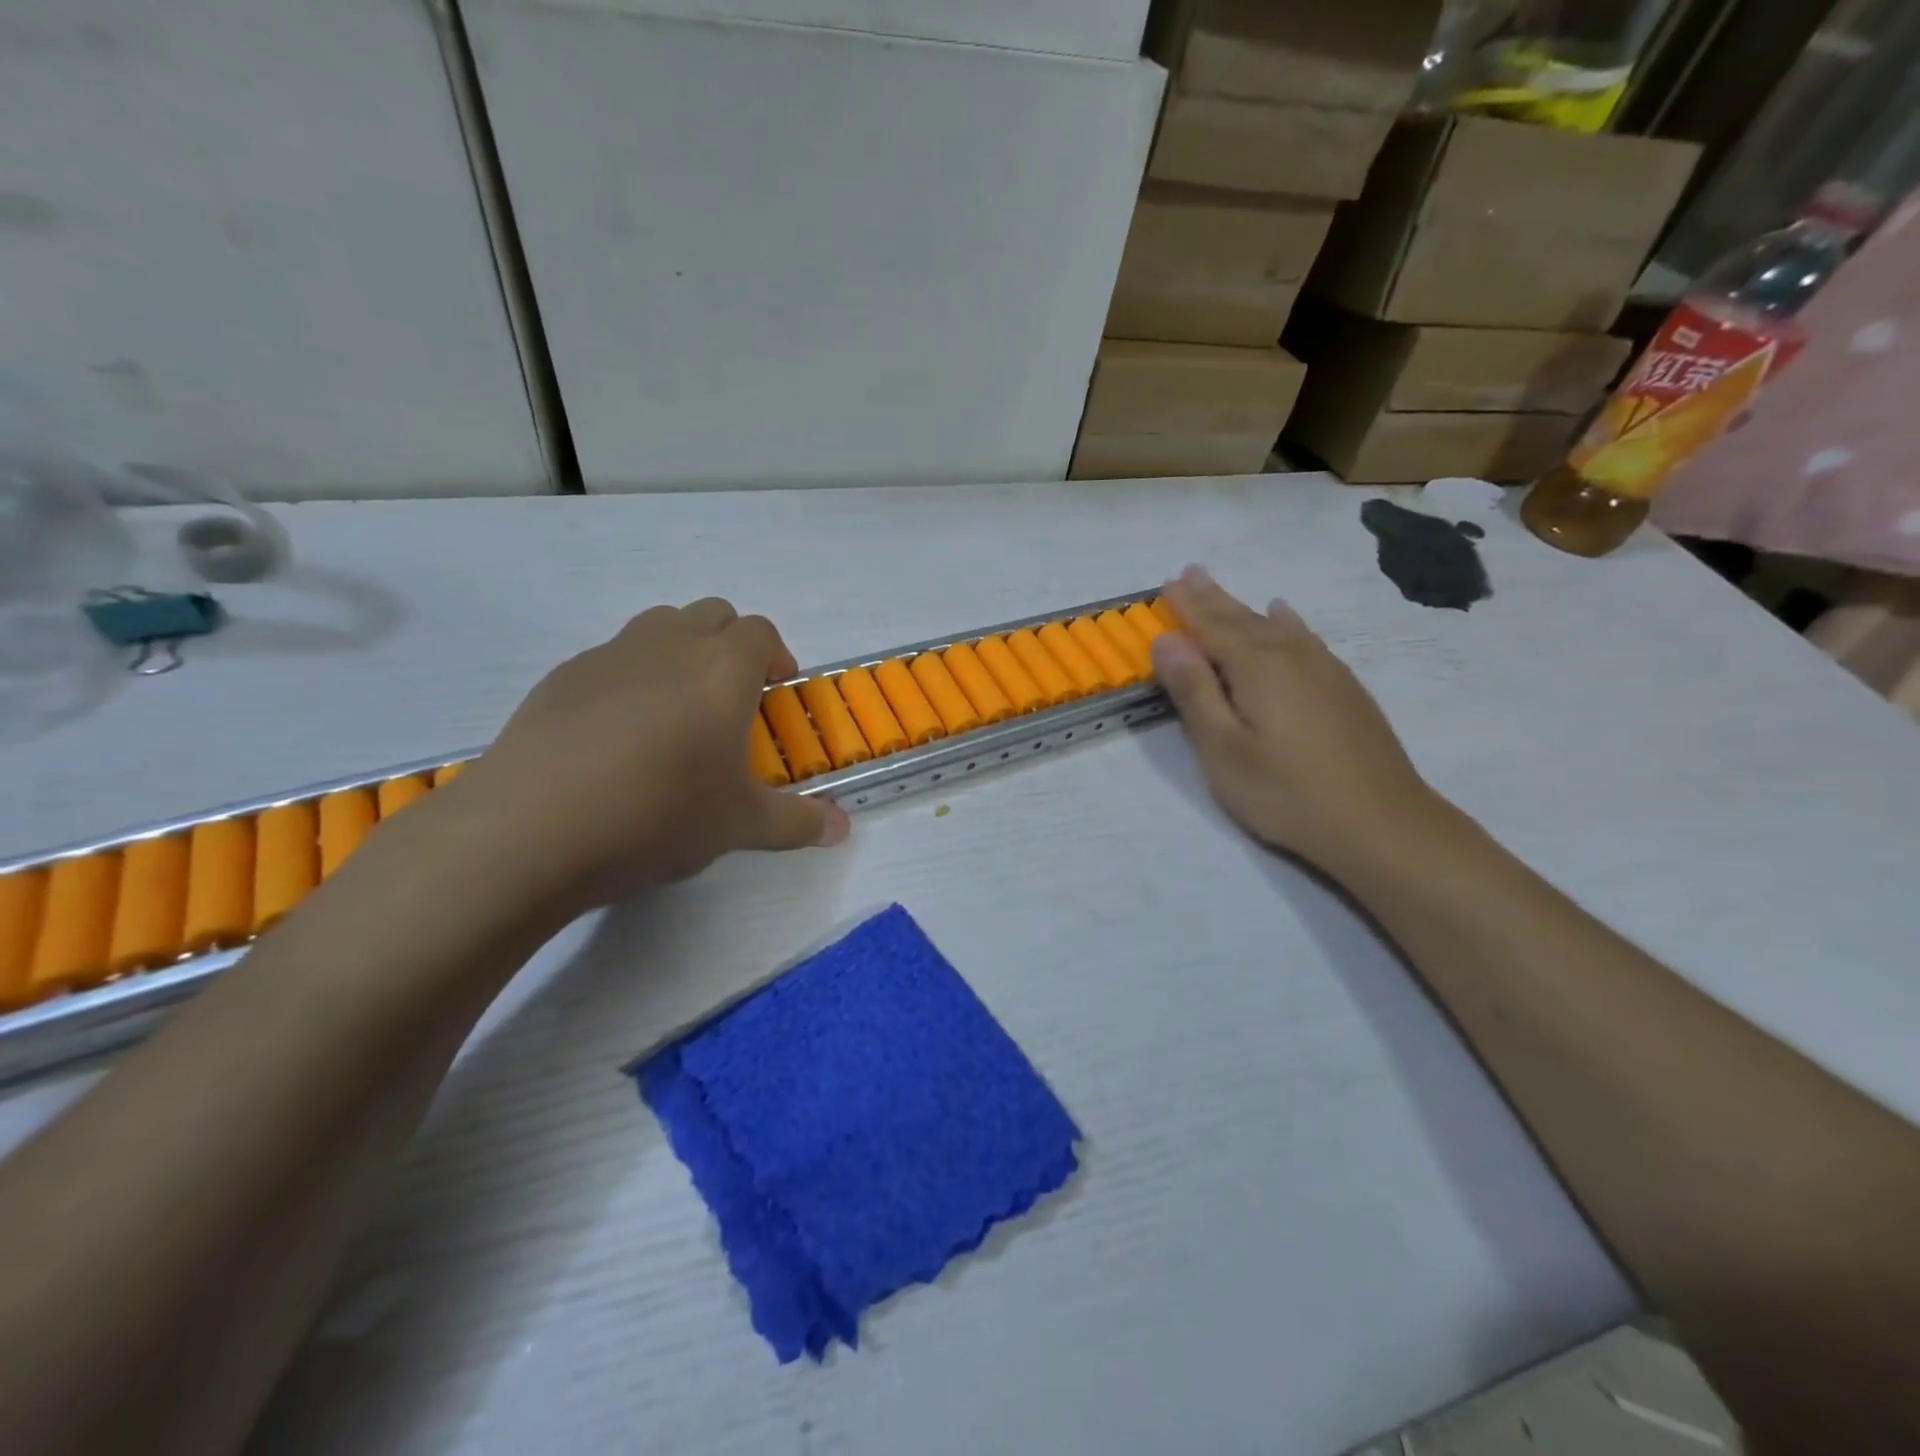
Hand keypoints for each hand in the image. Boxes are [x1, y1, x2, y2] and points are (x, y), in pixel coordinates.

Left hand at [448, 598, 848, 911]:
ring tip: (677, 712)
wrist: (533, 827)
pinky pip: (611, 659)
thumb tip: (843, 830)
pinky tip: (617, 738)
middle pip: (712, 615)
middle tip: (732, 699)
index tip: (776, 692)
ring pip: (658, 627)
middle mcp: (669, 645)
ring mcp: (609, 655)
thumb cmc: (659, 814)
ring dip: (680, 652)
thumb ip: (798, 821)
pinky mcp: (561, 678)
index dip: (775, 656)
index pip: (760, 633)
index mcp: (722, 669)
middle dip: (731, 645)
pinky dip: (630, 679)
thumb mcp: (740, 825)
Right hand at [1151, 567, 1441, 874]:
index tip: (1166, 583)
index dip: (1187, 606)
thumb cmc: (1286, 791)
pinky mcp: (1345, 689)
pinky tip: (1286, 617)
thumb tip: (1167, 640)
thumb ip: (1194, 691)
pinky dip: (1289, 623)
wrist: (1381, 823)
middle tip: (1189, 572)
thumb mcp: (1223, 748)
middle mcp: (1291, 656)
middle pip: (1242, 619)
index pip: (1211, 626)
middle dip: (1212, 597)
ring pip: (1274, 626)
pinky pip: (1306, 639)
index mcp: (1256, 667)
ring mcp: (1324, 670)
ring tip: (1223, 590)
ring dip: (1244, 607)